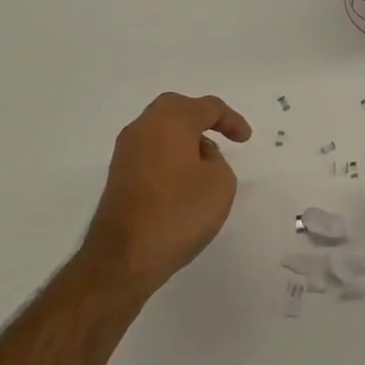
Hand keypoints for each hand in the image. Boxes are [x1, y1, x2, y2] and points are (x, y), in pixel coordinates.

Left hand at [81, 93, 251, 296]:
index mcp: (170, 121)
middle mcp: (144, 127)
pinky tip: (182, 179)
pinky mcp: (118, 174)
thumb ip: (217, 160)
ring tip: (205, 161)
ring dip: (184, 138)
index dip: (231, 120)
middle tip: (221, 134)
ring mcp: (126, 151)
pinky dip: (169, 155)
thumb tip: (198, 157)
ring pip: (160, 129)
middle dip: (201, 118)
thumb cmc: (178, 213)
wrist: (124, 257)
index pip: (207, 107)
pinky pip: (150, 151)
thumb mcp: (221, 184)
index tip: (245, 139)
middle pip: (177, 109)